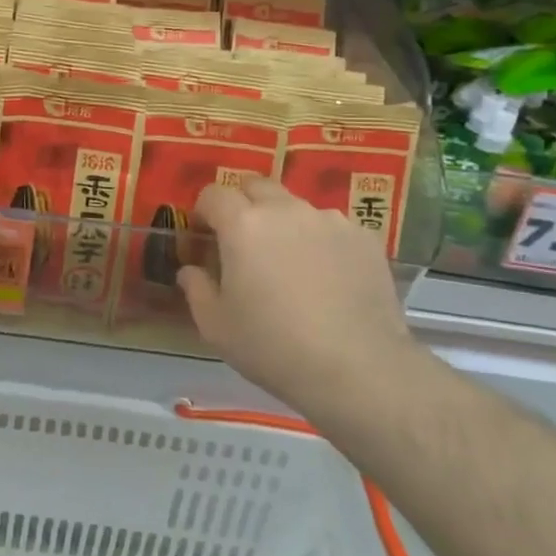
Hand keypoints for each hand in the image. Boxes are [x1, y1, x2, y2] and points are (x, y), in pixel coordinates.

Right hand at [176, 176, 416, 412]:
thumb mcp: (216, 327)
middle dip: (243, 204)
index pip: (213, 194)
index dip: (204, 211)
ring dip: (285, 223)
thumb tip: (191, 270)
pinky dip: (322, 242)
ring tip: (291, 264)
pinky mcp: (364, 237)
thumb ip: (196, 289)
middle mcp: (285, 209)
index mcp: (243, 224)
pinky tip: (329, 279)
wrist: (358, 369)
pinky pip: (332, 228)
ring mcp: (329, 220)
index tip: (204, 237)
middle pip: (256, 186)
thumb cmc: (274, 347)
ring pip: (296, 206)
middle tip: (244, 242)